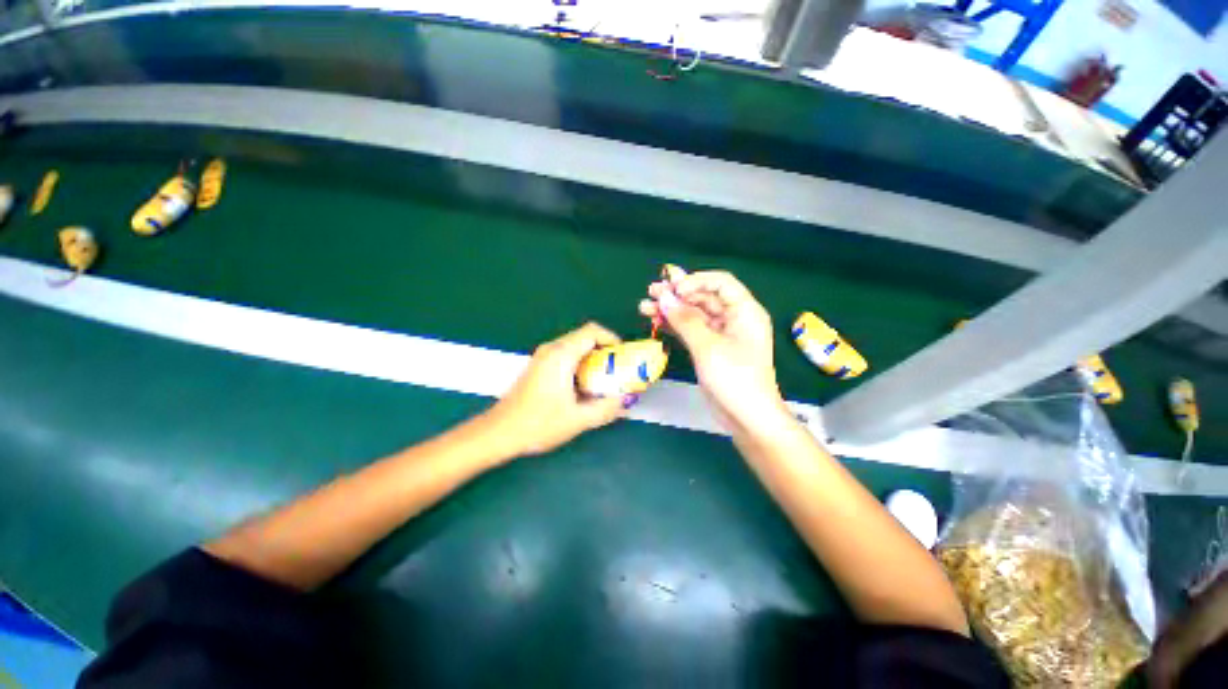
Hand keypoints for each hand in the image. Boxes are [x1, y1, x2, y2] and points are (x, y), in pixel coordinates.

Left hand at [481, 322, 627, 456]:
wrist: (500, 432)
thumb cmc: (538, 423)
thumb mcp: (578, 419)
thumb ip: (606, 409)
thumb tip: (626, 401)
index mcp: (561, 355)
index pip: (592, 331)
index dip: (612, 339)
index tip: (623, 356)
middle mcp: (551, 349)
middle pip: (584, 337)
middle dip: (605, 350)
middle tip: (617, 370)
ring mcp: (542, 356)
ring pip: (574, 346)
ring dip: (592, 358)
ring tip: (604, 379)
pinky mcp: (538, 366)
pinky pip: (565, 355)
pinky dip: (580, 363)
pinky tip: (583, 386)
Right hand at [639, 271, 786, 432]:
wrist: (747, 419)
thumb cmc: (734, 379)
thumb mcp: (708, 347)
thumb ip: (685, 320)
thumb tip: (665, 297)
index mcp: (744, 311)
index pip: (720, 283)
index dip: (695, 281)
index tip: (673, 290)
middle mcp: (734, 318)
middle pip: (704, 297)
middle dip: (677, 294)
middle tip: (651, 292)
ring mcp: (722, 335)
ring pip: (694, 314)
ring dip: (671, 310)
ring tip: (645, 307)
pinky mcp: (710, 349)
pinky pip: (691, 330)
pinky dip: (675, 326)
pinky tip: (656, 322)